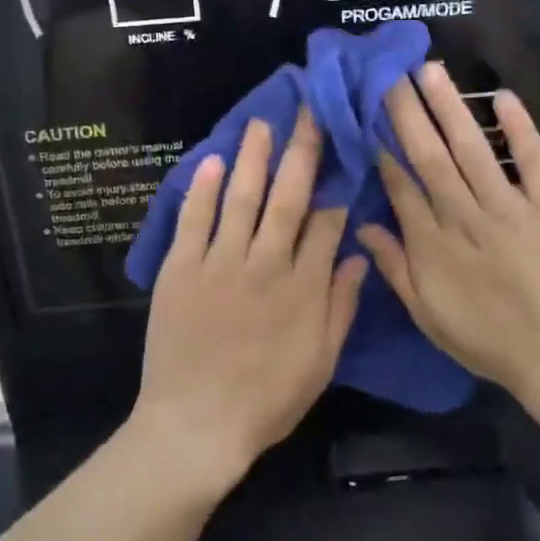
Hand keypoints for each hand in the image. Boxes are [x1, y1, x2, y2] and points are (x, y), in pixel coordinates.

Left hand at [135, 108, 367, 490]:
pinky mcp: (181, 269)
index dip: (335, 186)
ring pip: (241, 199)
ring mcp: (219, 263)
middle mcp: (265, 263)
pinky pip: (193, 221)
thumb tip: (358, 257)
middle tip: (307, 113)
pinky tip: (210, 161)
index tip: (341, 153)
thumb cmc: (266, 400)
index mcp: (303, 287)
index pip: (326, 223)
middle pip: (287, 198)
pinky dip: (201, 190)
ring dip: (253, 158)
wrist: (196, 427)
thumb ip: (340, 307)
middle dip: (301, 152)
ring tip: (261, 123)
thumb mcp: (320, 362)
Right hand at [358, 64, 539, 409]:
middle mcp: (466, 216)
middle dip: (407, 112)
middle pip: (431, 156)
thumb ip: (395, 269)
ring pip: (473, 149)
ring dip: (450, 108)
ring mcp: (511, 207)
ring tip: (430, 71)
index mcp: (434, 244)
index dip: (383, 148)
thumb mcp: (429, 316)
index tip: (369, 113)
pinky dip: (520, 128)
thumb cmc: (491, 341)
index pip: (401, 185)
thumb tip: (364, 226)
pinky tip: (503, 96)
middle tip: (390, 73)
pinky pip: (533, 160)